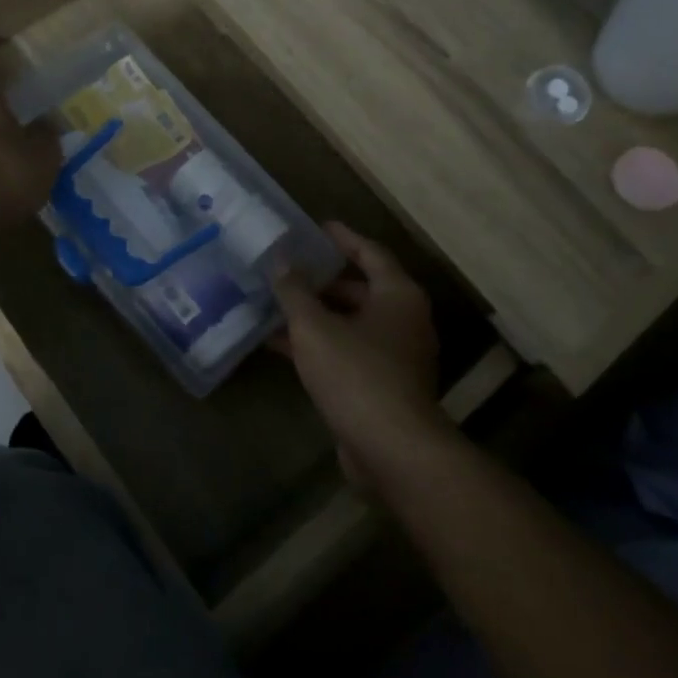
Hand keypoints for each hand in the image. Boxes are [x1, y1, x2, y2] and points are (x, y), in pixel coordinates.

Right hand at [273, 223, 452, 486]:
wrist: (391, 449)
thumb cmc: (356, 374)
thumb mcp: (314, 326)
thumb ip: (294, 291)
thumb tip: (280, 261)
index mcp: (397, 295)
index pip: (370, 252)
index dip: (343, 238)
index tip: (316, 227)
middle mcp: (403, 320)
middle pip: (360, 289)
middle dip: (321, 280)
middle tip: (286, 269)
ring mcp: (395, 356)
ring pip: (350, 323)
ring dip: (315, 315)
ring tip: (274, 304)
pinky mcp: (382, 386)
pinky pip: (347, 352)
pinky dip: (319, 344)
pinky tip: (279, 345)